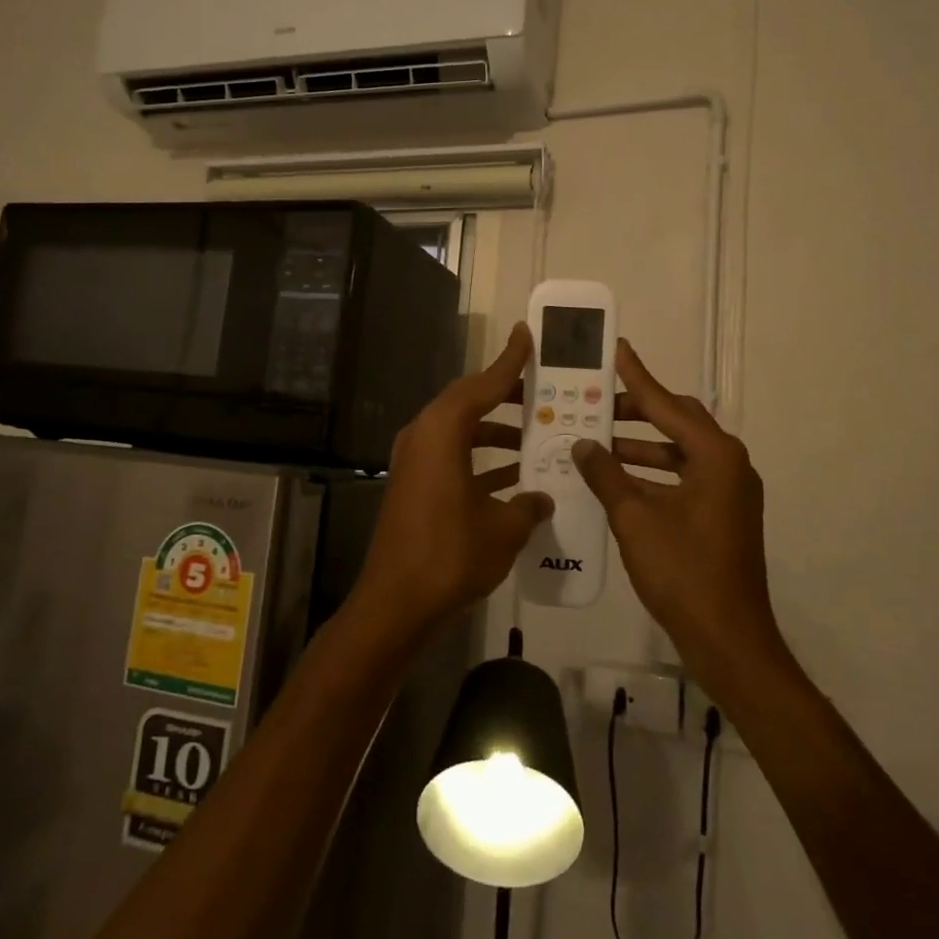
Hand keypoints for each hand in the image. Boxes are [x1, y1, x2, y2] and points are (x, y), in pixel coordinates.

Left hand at [351, 323, 553, 643]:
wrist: (396, 602)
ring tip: (536, 436)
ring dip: (496, 433)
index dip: (508, 361)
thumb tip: (541, 497)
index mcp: (441, 432)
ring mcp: (414, 462)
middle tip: (543, 393)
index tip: (527, 336)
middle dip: (506, 397)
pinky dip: (481, 461)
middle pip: (468, 403)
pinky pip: (452, 458)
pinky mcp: (414, 486)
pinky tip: (515, 478)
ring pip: (461, 432)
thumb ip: (528, 505)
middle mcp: (423, 437)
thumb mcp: (503, 528)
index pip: (481, 385)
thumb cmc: (451, 554)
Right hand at [571, 340, 785, 694]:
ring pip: (679, 452)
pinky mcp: (721, 514)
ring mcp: (728, 492)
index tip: (617, 349)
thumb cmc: (683, 572)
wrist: (728, 639)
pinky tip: (617, 479)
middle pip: (678, 422)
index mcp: (715, 456)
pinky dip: (652, 474)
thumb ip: (606, 475)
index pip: (667, 405)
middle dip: (638, 410)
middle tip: (598, 401)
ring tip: (598, 439)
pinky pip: (683, 477)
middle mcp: (728, 465)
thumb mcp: (635, 519)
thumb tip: (582, 443)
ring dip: (641, 445)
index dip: (637, 377)